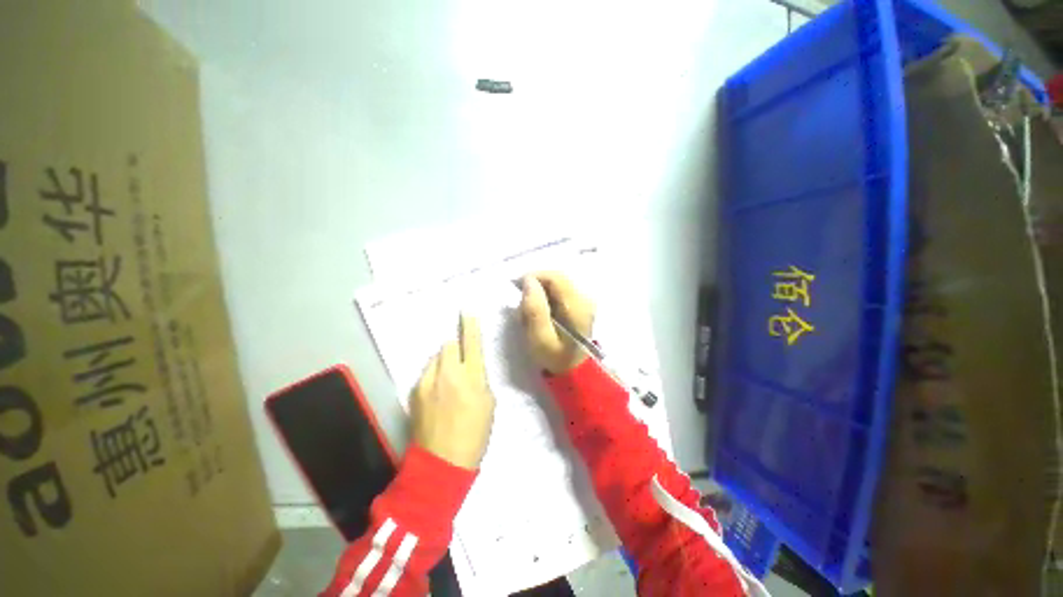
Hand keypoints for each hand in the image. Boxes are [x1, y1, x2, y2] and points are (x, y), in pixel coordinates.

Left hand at [411, 313, 494, 469]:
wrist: (441, 463)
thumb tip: (472, 368)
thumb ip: (480, 379)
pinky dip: (433, 375)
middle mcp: (448, 373)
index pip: (471, 342)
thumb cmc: (474, 434)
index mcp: (471, 377)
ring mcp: (428, 382)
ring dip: (443, 362)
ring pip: (435, 358)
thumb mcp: (489, 404)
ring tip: (448, 380)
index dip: (470, 325)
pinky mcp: (414, 391)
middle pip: (448, 344)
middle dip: (454, 347)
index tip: (467, 311)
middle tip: (460, 361)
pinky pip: (426, 372)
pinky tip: (437, 392)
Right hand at [519, 272, 594, 374]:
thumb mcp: (540, 339)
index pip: (555, 277)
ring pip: (558, 284)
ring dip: (541, 292)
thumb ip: (534, 309)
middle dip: (536, 285)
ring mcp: (585, 301)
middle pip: (556, 278)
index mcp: (577, 306)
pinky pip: (561, 292)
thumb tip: (529, 282)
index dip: (534, 276)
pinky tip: (542, 312)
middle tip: (522, 302)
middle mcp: (585, 298)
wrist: (575, 370)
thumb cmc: (555, 357)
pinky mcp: (582, 305)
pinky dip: (548, 298)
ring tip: (530, 310)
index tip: (517, 287)